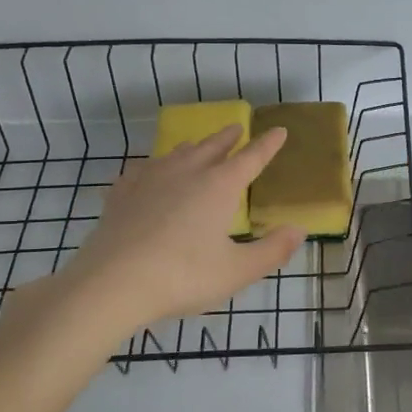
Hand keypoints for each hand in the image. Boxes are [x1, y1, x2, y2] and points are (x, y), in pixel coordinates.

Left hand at [1, 126, 306, 340]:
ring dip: (194, 147)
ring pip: (177, 153)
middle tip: (237, 127)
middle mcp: (187, 173)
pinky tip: (148, 171)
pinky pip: (142, 170)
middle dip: (228, 138)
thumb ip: (272, 251)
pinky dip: (153, 166)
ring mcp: (150, 180)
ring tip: (198, 145)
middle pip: (213, 147)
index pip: (251, 158)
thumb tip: (299, 230)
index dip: (268, 145)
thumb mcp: (237, 271)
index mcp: (219, 186)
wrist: (112, 284)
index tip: (279, 130)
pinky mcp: (122, 194)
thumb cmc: (183, 277)